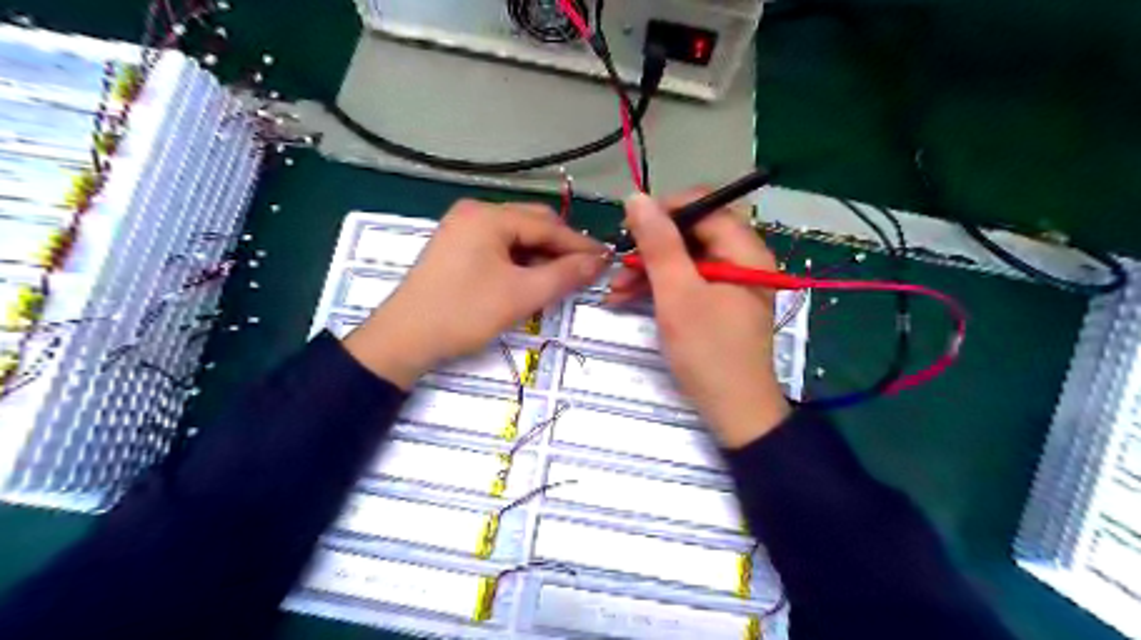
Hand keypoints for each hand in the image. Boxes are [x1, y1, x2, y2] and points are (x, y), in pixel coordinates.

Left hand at [344, 200, 603, 389]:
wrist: (403, 339)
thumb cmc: (464, 313)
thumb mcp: (521, 296)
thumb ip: (564, 275)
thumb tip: (600, 262)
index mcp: (489, 216)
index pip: (547, 225)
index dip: (580, 244)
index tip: (608, 260)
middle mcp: (475, 212)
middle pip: (532, 224)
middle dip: (561, 247)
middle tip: (586, 272)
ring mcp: (463, 228)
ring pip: (516, 236)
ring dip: (541, 255)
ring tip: (561, 279)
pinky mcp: (457, 247)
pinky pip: (499, 246)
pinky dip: (520, 260)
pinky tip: (532, 279)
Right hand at [611, 193, 789, 447]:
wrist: (734, 412)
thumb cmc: (708, 352)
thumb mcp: (677, 295)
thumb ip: (658, 244)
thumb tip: (637, 197)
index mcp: (744, 251)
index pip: (705, 207)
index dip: (665, 211)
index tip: (629, 227)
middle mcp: (742, 260)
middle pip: (692, 234)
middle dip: (651, 248)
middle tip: (618, 265)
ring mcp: (730, 283)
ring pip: (685, 260)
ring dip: (649, 270)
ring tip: (615, 291)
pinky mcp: (718, 303)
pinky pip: (687, 282)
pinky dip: (659, 288)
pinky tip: (628, 300)